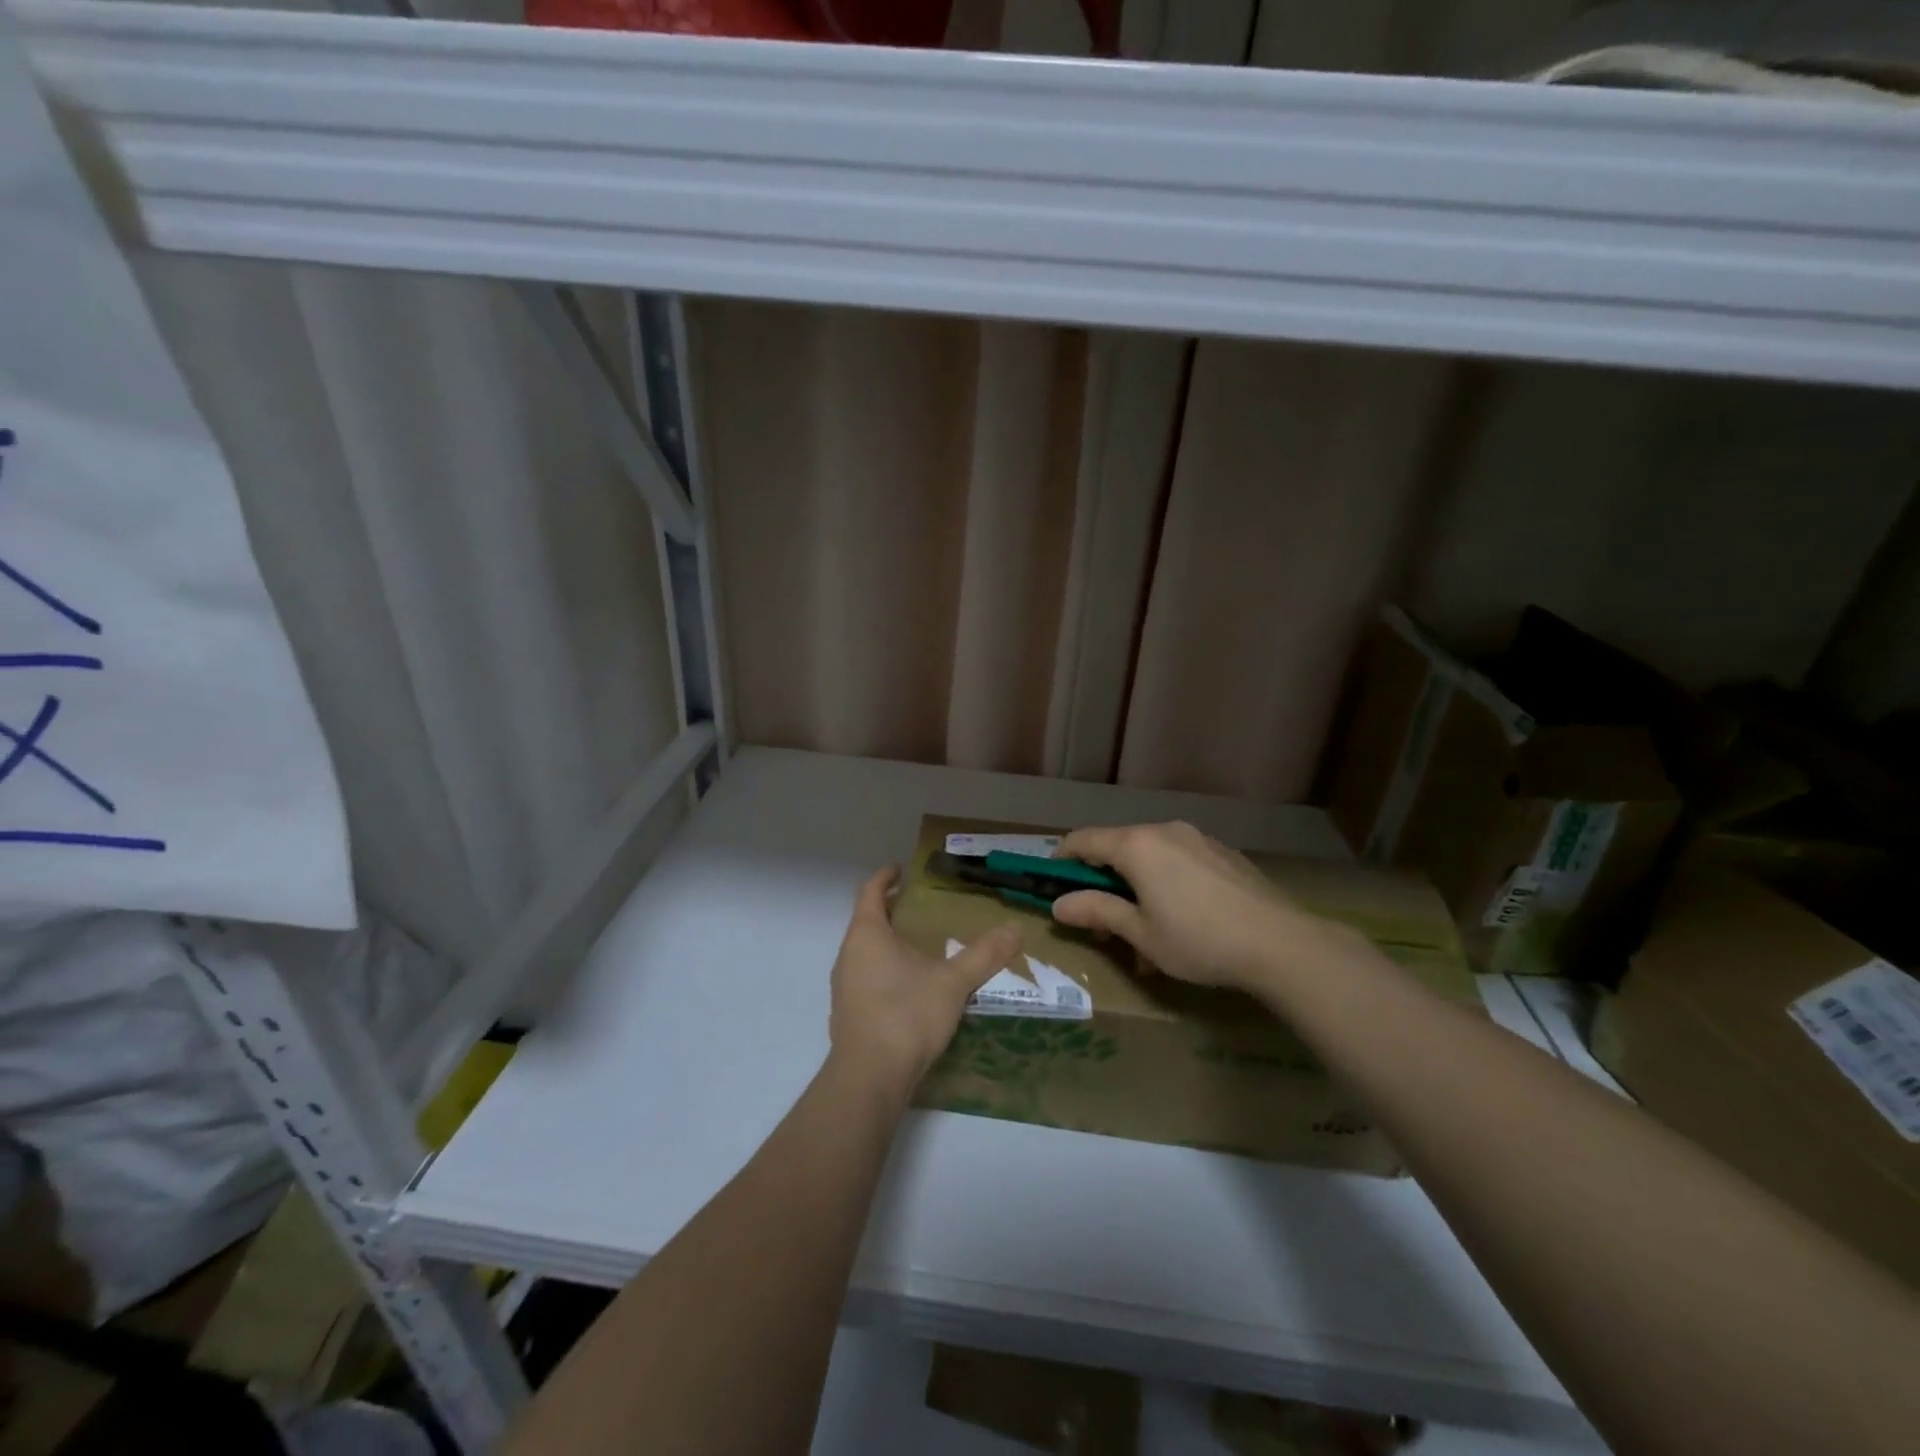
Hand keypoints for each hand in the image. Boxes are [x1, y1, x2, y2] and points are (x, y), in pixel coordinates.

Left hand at [829, 867, 1021, 1092]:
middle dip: (890, 911)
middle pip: (865, 921)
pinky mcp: (848, 1014)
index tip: (900, 869)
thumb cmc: (907, 1015)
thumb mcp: (953, 982)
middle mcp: (848, 955)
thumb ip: (984, 954)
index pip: (869, 892)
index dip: (884, 877)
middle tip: (920, 908)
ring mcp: (844, 986)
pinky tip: (909, 986)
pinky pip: (865, 978)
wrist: (870, 1077)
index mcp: (867, 934)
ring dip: (886, 943)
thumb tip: (1016, 928)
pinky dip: (883, 970)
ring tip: (919, 946)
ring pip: (864, 952)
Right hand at [1050, 822, 1309, 993]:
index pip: (1083, 840)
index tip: (1053, 884)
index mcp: (1136, 846)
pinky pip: (1180, 861)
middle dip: (1103, 883)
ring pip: (1151, 857)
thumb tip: (1058, 905)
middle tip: (1103, 924)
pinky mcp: (1222, 853)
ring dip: (1137, 888)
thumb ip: (1097, 912)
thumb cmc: (1198, 940)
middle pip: (1118, 848)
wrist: (1280, 943)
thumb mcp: (1140, 934)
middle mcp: (1164, 830)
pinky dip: (1166, 884)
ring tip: (1146, 935)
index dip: (1062, 859)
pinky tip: (1183, 921)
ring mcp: (1197, 838)